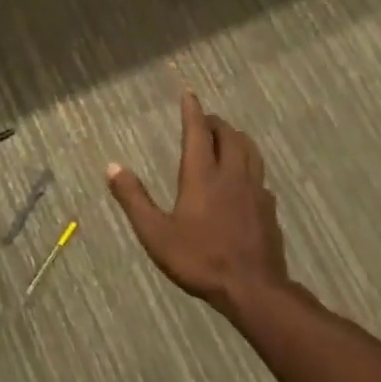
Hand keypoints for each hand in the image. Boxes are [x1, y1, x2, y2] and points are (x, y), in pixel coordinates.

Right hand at [107, 91, 287, 314]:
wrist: (253, 288)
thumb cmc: (199, 259)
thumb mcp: (155, 233)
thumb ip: (134, 199)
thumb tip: (112, 167)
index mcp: (202, 175)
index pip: (197, 132)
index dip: (192, 110)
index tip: (189, 93)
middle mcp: (231, 174)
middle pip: (228, 136)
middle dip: (215, 123)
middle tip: (204, 120)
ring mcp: (255, 190)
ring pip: (250, 150)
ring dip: (236, 138)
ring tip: (227, 138)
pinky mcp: (268, 208)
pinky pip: (260, 175)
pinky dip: (249, 166)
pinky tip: (246, 179)